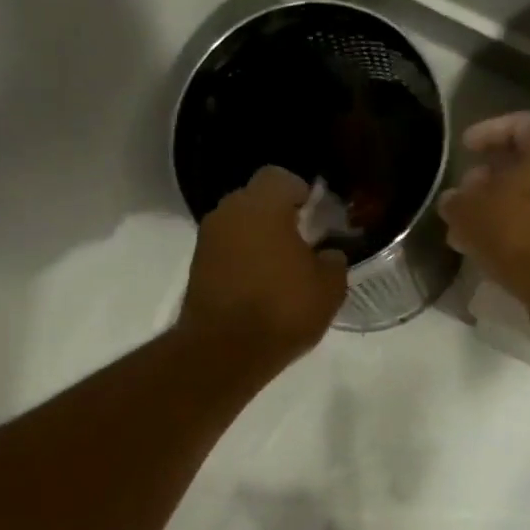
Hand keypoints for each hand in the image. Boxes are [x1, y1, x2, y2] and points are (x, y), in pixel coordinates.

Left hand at [178, 166, 348, 369]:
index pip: (281, 178)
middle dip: (278, 216)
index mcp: (262, 204)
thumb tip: (327, 255)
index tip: (316, 217)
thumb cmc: (282, 309)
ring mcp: (207, 240)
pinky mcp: (196, 269)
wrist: (224, 351)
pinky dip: (242, 262)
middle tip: (302, 244)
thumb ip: (333, 262)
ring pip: (239, 227)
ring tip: (282, 270)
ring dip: (258, 240)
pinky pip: (226, 252)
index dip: (301, 193)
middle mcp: (228, 212)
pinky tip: (260, 288)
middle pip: (256, 201)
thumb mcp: (328, 288)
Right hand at [437, 113, 529, 328]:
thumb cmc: (522, 231)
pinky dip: (519, 229)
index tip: (464, 147)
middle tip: (465, 191)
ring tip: (469, 226)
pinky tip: (491, 248)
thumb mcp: (472, 212)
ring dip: (502, 207)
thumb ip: (457, 201)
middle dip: (493, 176)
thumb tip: (452, 201)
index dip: (486, 133)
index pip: (519, 124)